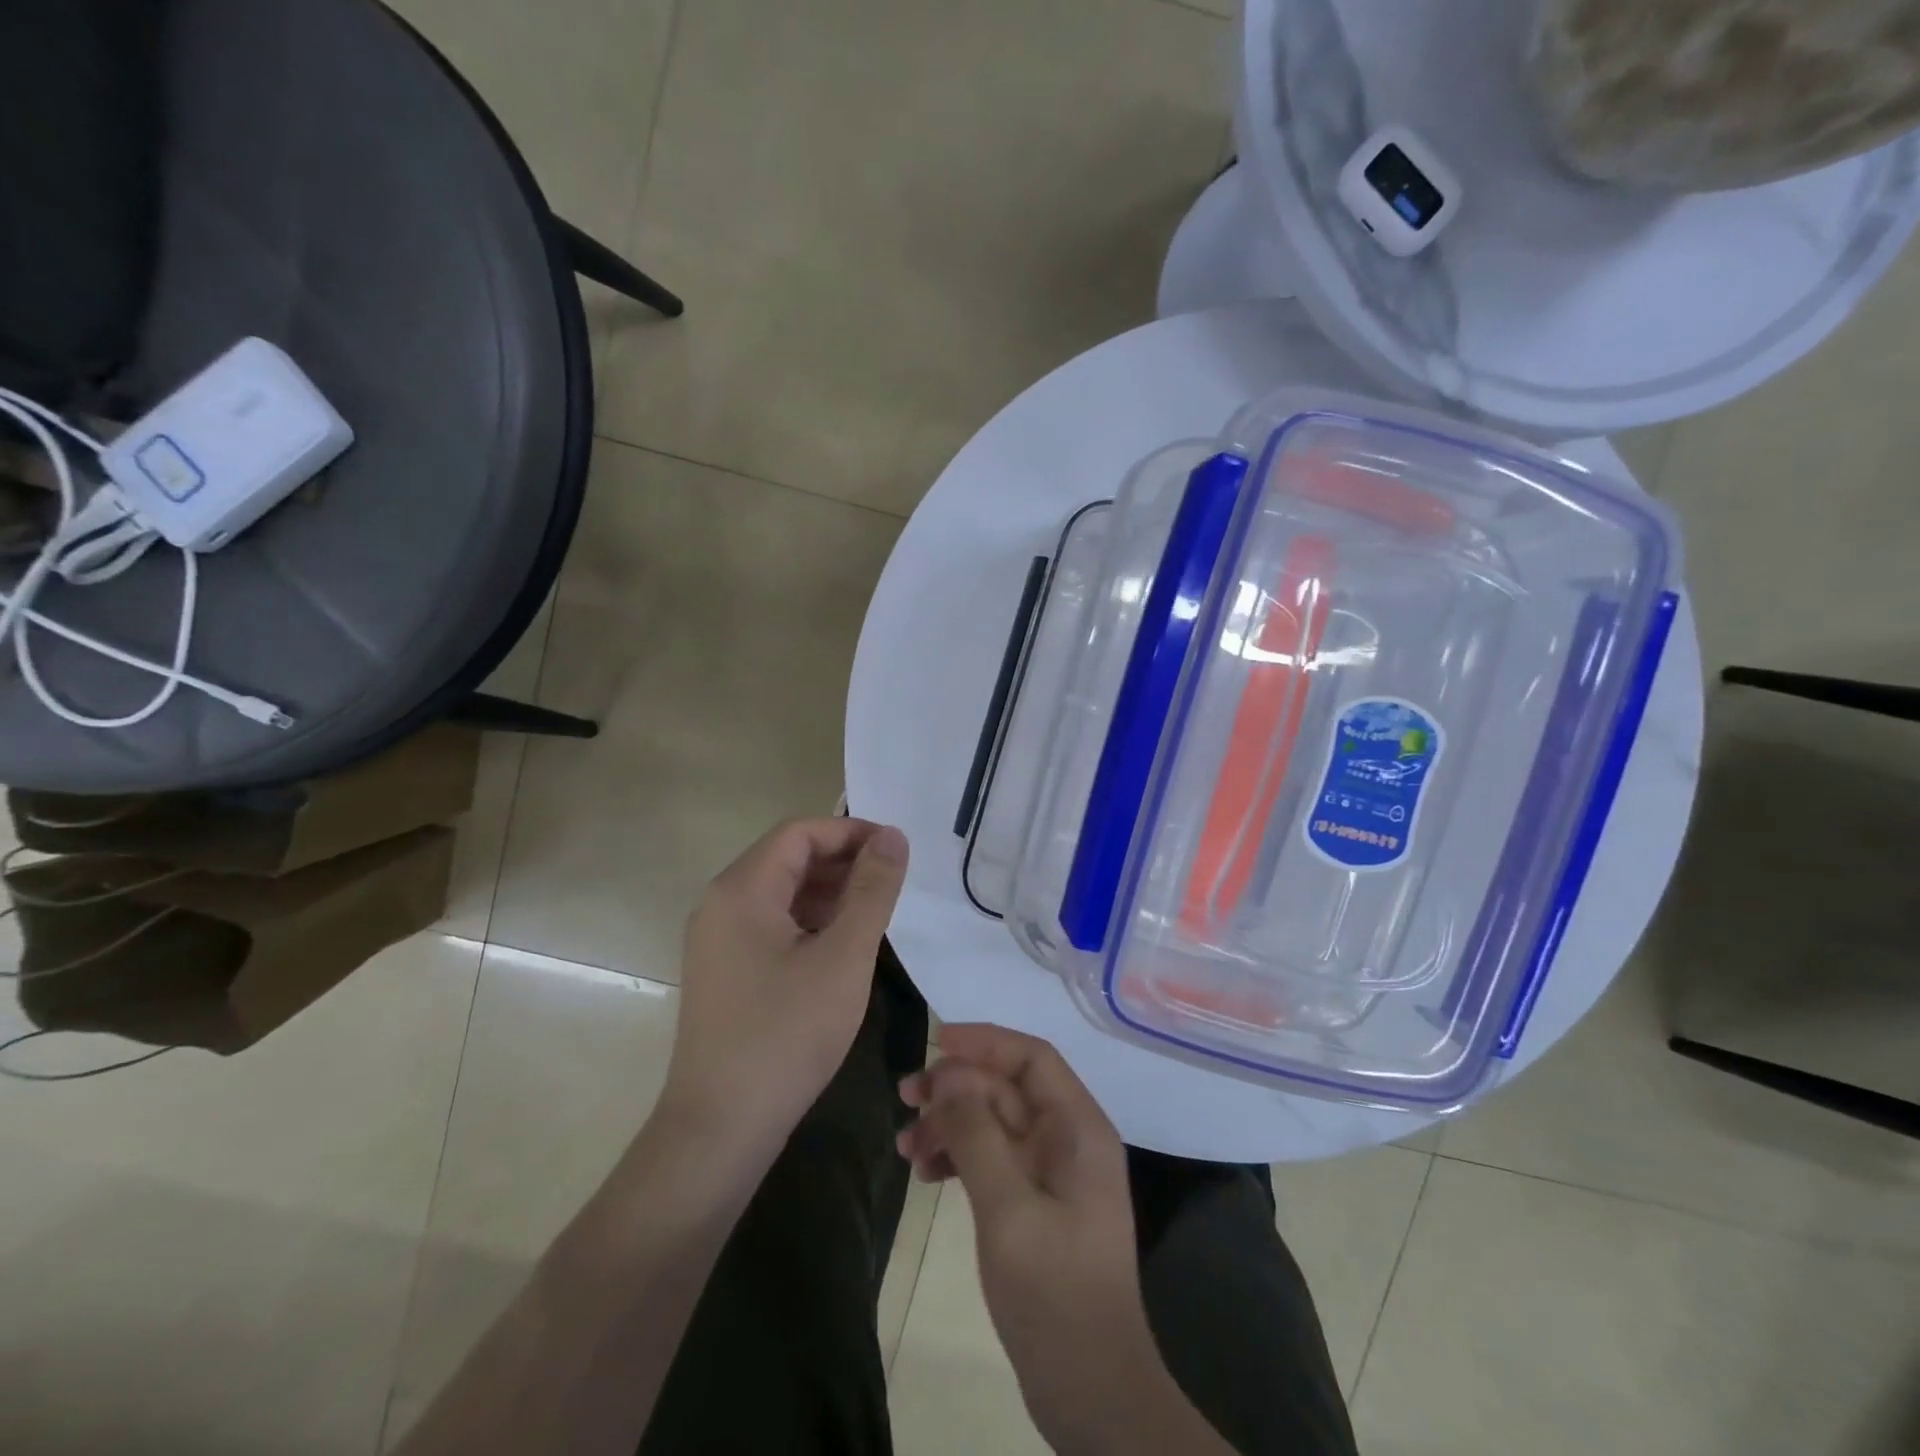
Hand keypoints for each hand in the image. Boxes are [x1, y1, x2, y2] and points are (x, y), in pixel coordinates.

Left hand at [660, 817, 907, 1165]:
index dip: (851, 832)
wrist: (721, 1128)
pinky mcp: (726, 968)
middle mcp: (721, 903)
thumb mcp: (843, 957)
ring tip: (877, 912)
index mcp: (742, 889)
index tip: (897, 851)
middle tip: (894, 883)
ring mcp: (719, 938)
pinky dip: (812, 921)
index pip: (800, 832)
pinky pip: (773, 924)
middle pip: (789, 858)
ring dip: (831, 892)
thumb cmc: (786, 1035)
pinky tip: (844, 944)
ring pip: (783, 892)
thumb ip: (872, 890)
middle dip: (844, 861)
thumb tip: (893, 836)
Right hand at [898, 1025, 1195, 1452]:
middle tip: (905, 1098)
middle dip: (956, 1087)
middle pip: (1007, 1089)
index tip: (936, 1043)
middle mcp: (1068, 1140)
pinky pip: (992, 1160)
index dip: (985, 1042)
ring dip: (950, 1124)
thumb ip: (977, 1134)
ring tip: (905, 1146)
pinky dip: (959, 1157)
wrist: (1090, 1391)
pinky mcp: (1035, 1204)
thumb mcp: (1008, 1208)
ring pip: (994, 1123)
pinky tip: (926, 1173)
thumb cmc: (1054, 1292)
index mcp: (1078, 1128)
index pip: (1032, 1057)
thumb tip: (949, 1076)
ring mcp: (1051, 1174)